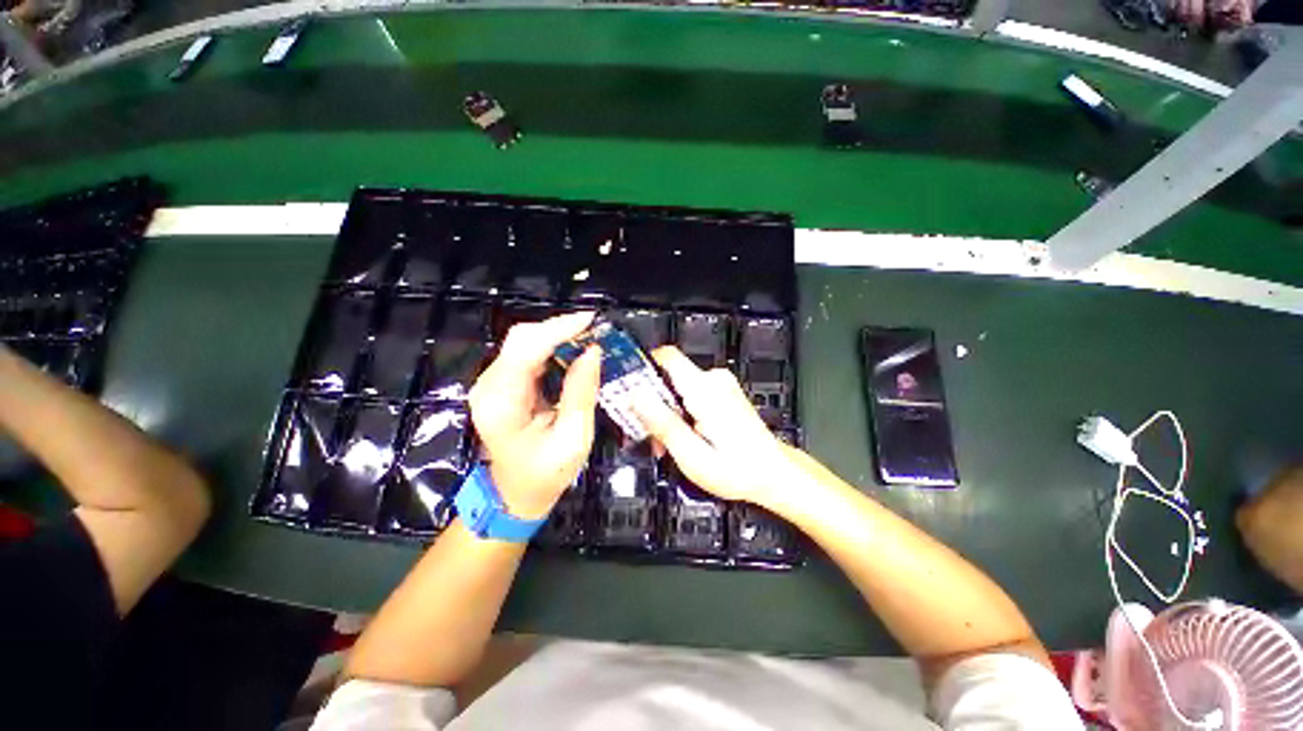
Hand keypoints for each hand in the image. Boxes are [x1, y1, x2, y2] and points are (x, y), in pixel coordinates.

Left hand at [468, 312, 601, 520]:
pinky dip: (552, 347)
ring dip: (558, 335)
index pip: (526, 349)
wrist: (515, 494)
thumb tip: (593, 351)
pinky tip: (573, 350)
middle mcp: (490, 386)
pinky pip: (527, 354)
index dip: (559, 329)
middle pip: (521, 338)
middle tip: (594, 329)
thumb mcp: (573, 438)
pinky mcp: (502, 384)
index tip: (591, 320)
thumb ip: (581, 393)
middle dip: (560, 328)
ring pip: (524, 342)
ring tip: (589, 337)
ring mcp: (492, 384)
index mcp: (502, 402)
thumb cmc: (545, 474)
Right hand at [632, 346, 805, 509]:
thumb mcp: (691, 455)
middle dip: (651, 403)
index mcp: (705, 390)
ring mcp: (720, 385)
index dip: (641, 367)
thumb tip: (634, 396)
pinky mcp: (722, 393)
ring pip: (676, 388)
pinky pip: (690, 394)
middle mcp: (713, 380)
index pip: (666, 356)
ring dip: (665, 412)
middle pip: (667, 377)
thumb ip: (661, 422)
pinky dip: (679, 412)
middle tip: (646, 432)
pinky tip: (682, 436)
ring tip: (666, 443)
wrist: (774, 475)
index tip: (625, 387)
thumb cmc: (738, 469)